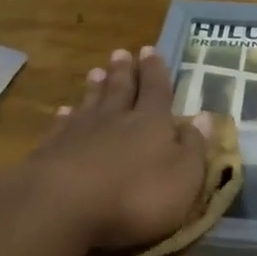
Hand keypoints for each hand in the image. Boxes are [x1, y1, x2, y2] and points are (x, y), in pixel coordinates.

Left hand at [19, 48, 210, 252]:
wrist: (64, 206)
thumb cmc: (136, 197)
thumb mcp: (183, 178)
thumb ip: (194, 147)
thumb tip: (205, 117)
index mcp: (152, 123)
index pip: (157, 90)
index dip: (155, 71)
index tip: (150, 49)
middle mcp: (116, 119)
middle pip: (121, 89)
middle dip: (124, 71)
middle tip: (121, 52)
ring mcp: (80, 132)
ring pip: (91, 102)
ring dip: (96, 87)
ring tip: (97, 71)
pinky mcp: (51, 150)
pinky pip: (61, 126)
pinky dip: (65, 116)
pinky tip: (64, 111)